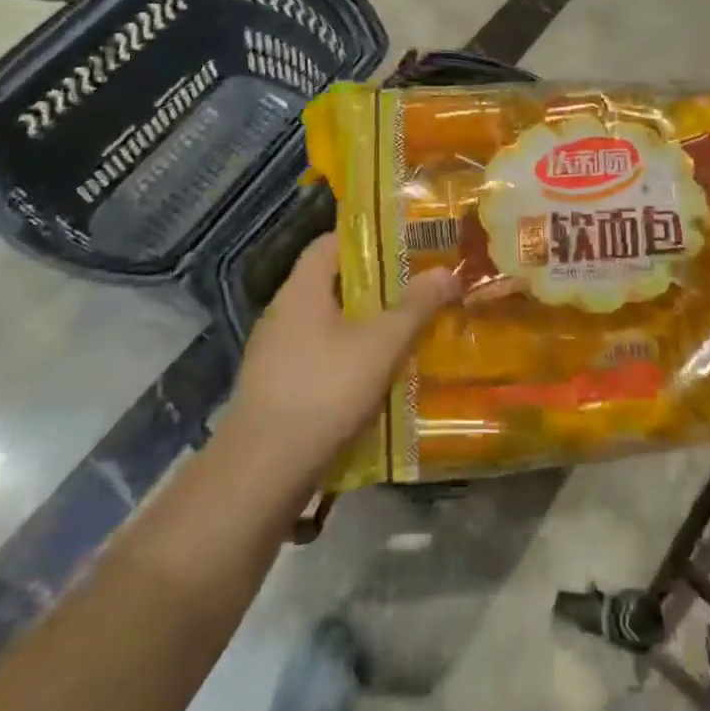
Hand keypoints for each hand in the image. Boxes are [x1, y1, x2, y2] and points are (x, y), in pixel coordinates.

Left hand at [224, 234, 461, 486]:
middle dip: (374, 286)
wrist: (261, 473)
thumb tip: (447, 271)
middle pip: (332, 284)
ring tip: (404, 333)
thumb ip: (415, 307)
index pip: (330, 243)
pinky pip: (318, 358)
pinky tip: (375, 379)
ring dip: (362, 327)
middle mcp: (282, 312)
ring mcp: (274, 353)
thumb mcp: (381, 345)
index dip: (366, 237)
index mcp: (301, 289)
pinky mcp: (275, 389)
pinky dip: (347, 359)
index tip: (404, 244)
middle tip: (415, 288)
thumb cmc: (324, 391)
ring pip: (327, 324)